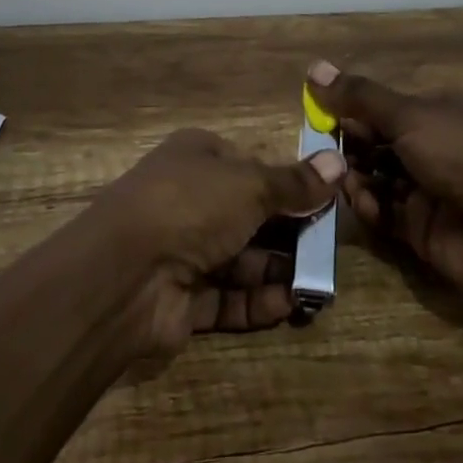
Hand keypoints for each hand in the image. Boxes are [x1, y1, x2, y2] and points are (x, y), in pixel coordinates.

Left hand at [84, 127, 345, 354]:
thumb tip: (338, 161)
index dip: (288, 182)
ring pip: (241, 259)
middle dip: (289, 232)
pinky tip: (289, 304)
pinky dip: (257, 301)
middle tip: (329, 248)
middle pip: (250, 214)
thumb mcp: (251, 185)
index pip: (251, 165)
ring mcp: (183, 250)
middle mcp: (189, 199)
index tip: (326, 200)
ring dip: (278, 269)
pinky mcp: (182, 299)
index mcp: (198, 157)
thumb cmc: (191, 206)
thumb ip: (295, 182)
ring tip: (319, 283)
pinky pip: (228, 298)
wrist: (124, 276)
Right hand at [306, 61, 462, 295]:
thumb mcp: (410, 115)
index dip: (344, 110)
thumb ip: (359, 97)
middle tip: (320, 152)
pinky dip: (368, 207)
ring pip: (371, 179)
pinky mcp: (418, 229)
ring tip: (341, 177)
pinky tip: (364, 202)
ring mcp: (422, 190)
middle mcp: (425, 148)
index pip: (375, 108)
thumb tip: (313, 67)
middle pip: (370, 144)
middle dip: (344, 147)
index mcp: (429, 113)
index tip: (314, 116)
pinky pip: (381, 214)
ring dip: (352, 176)